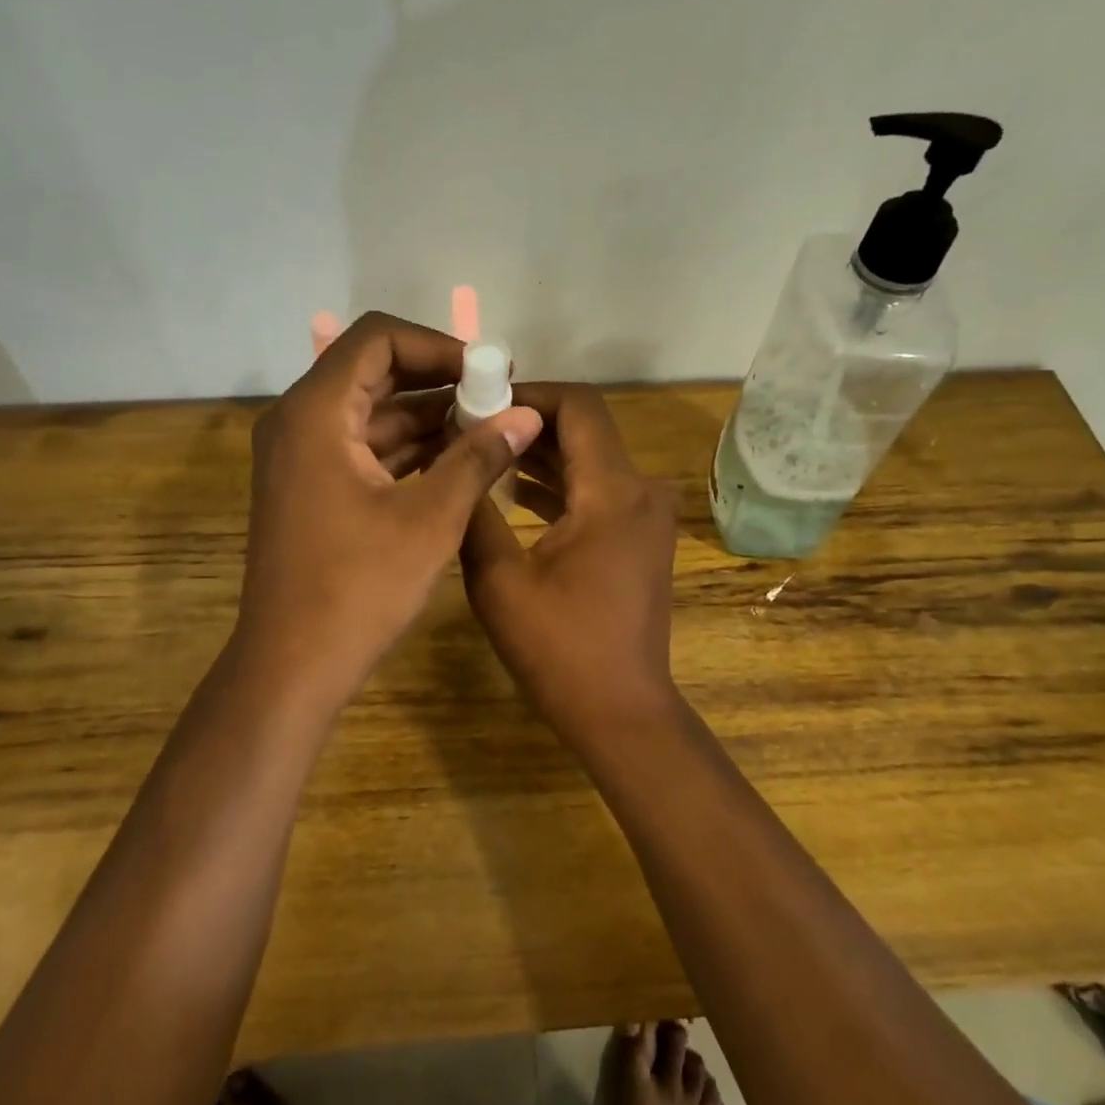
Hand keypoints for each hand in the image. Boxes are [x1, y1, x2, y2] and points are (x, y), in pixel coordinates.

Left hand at [235, 312, 542, 708]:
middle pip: (372, 369)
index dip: (437, 344)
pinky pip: (362, 445)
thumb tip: (528, 414)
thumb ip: (479, 456)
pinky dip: (406, 446)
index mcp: (316, 413)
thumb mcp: (431, 518)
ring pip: (370, 410)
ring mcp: (300, 455)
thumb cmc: (359, 587)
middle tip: (495, 395)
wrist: (293, 665)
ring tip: (487, 427)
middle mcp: (299, 421)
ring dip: (425, 415)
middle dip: (437, 379)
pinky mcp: (310, 486)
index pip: (377, 338)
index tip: (486, 370)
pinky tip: (455, 459)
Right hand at [459, 384, 679, 730]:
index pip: (578, 406)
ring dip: (540, 453)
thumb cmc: (559, 648)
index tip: (479, 402)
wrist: (619, 710)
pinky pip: (598, 490)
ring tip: (482, 454)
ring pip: (590, 459)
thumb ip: (476, 507)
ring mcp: (647, 515)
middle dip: (527, 423)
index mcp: (614, 492)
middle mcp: (642, 490)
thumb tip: (457, 455)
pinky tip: (512, 491)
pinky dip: (560, 484)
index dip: (528, 394)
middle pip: (585, 429)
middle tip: (469, 427)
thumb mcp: (499, 578)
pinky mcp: (641, 536)